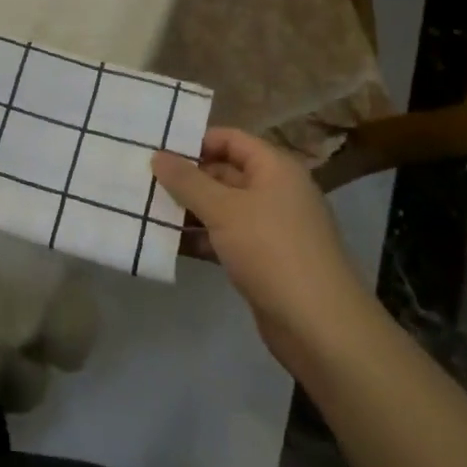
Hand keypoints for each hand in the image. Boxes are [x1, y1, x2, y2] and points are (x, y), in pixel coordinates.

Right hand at [152, 129, 368, 371]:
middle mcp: (277, 191)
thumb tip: (158, 154)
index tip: (159, 151)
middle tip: (146, 182)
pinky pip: (228, 237)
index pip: (230, 139)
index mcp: (275, 168)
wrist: (320, 327)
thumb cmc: (271, 251)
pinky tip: (171, 245)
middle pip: (225, 172)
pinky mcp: (266, 260)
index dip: (196, 141)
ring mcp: (273, 227)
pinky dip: (203, 238)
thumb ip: (187, 181)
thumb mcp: (223, 210)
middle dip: (188, 178)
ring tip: (150, 211)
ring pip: (224, 207)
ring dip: (191, 210)